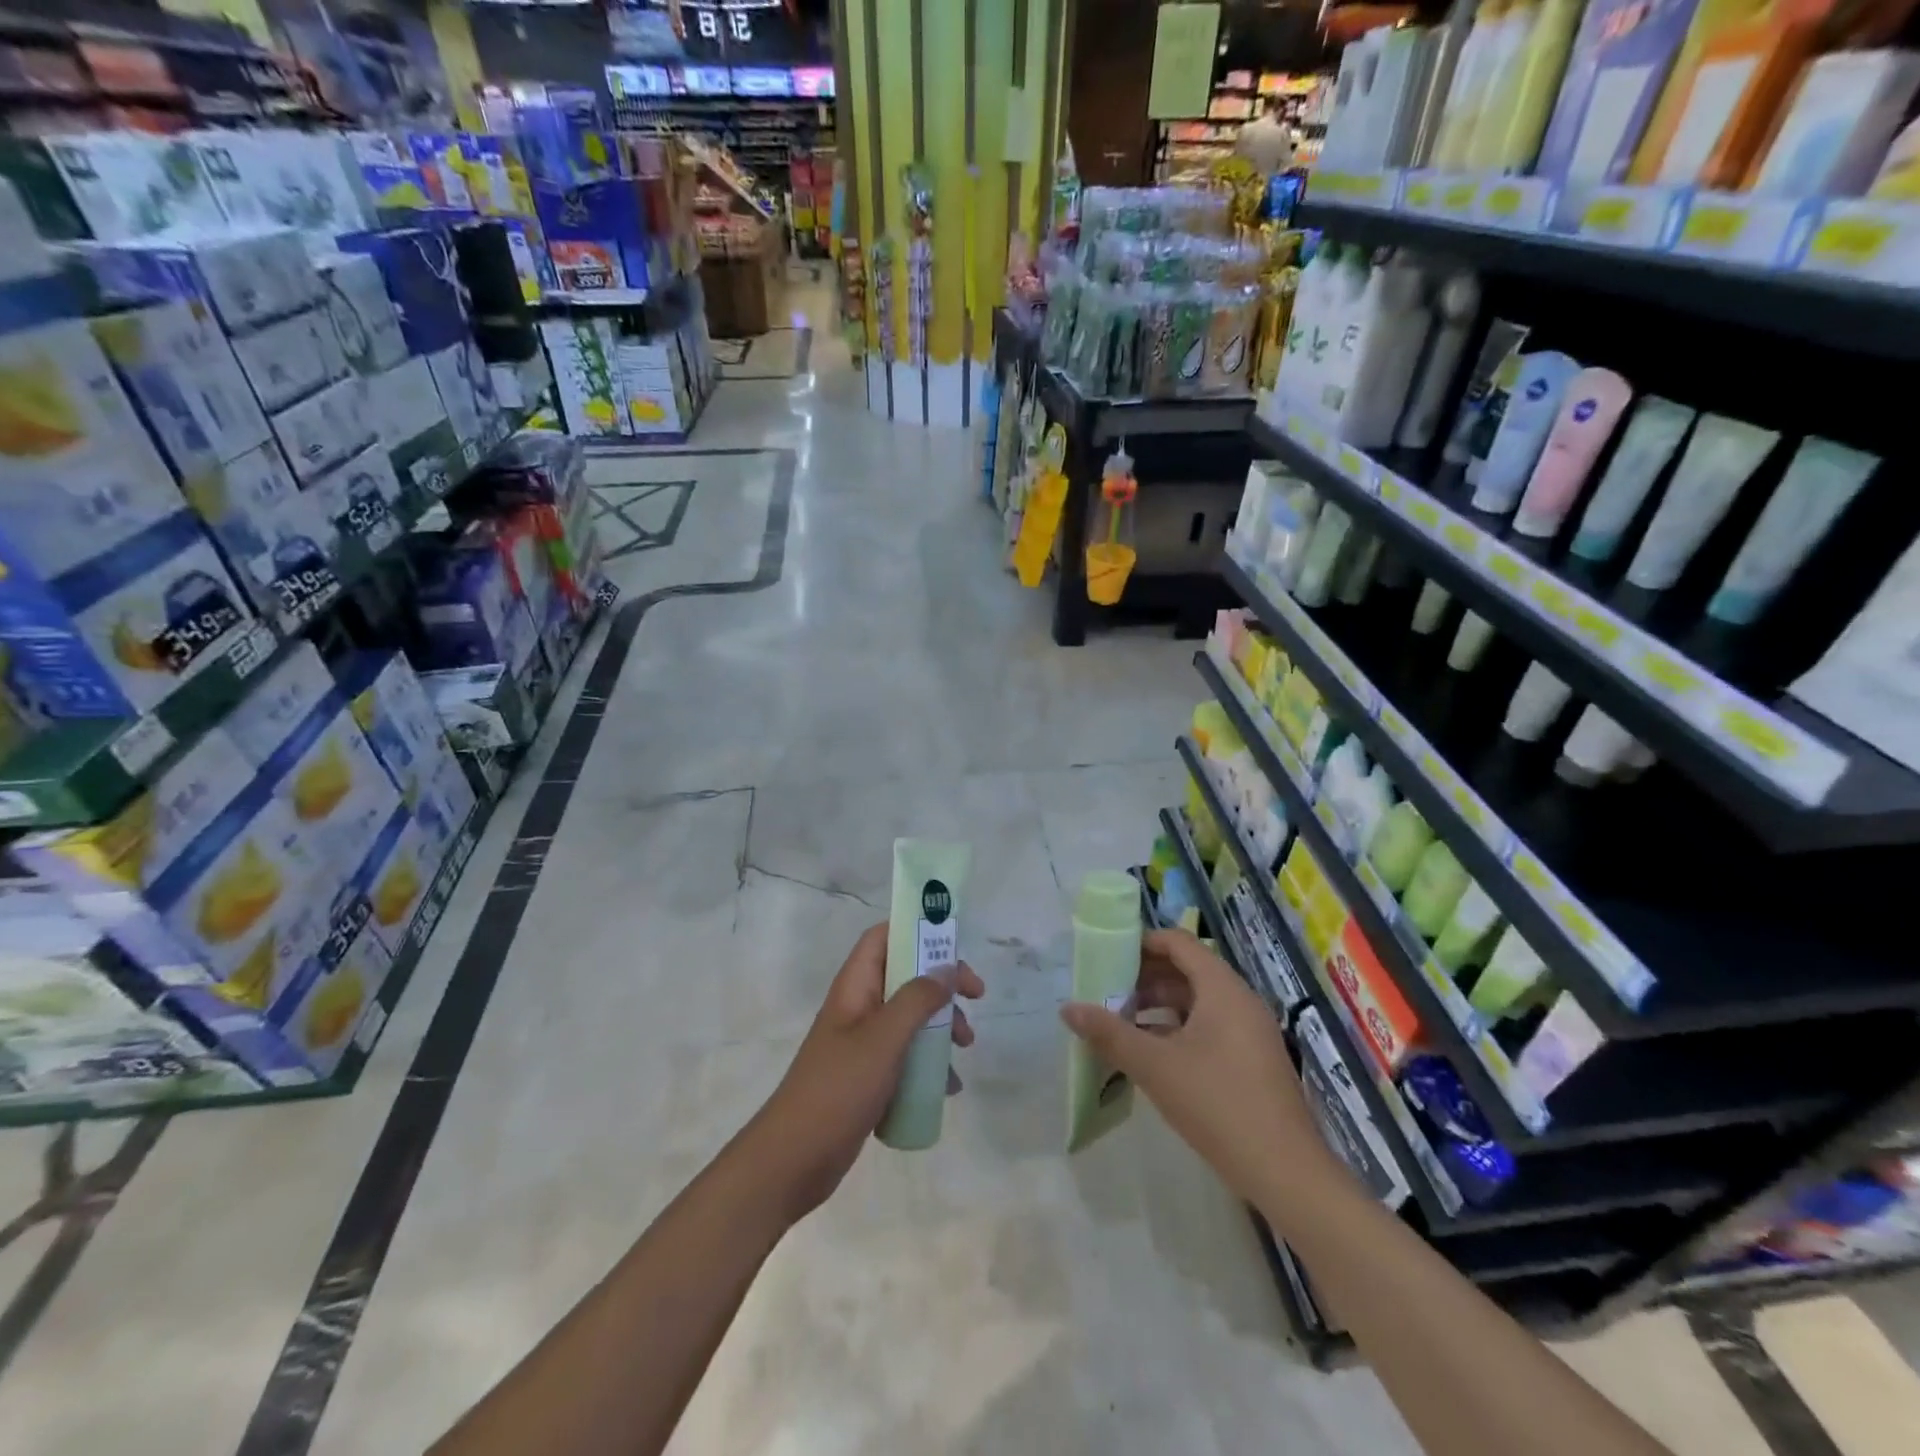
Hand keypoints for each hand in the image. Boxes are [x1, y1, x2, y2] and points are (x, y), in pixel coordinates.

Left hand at [745, 924, 983, 1223]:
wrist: (794, 1159)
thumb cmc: (838, 1088)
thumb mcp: (884, 1038)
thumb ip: (917, 999)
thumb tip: (946, 968)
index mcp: (855, 987)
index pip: (883, 938)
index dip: (917, 931)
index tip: (955, 945)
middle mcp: (859, 1008)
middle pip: (905, 976)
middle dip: (942, 984)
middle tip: (975, 997)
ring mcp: (862, 1044)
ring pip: (910, 1019)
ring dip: (941, 1026)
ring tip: (965, 1048)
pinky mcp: (868, 1077)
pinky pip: (906, 1057)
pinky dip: (930, 1065)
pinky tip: (947, 1088)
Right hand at [1060, 927, 1332, 1207]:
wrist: (1285, 1172)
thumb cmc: (1218, 1104)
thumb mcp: (1155, 1066)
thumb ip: (1109, 1034)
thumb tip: (1067, 1008)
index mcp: (1222, 988)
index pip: (1179, 943)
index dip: (1142, 943)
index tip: (1108, 955)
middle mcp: (1239, 1000)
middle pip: (1187, 970)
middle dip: (1144, 978)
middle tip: (1106, 991)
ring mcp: (1249, 1031)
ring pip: (1197, 1001)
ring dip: (1158, 1005)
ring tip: (1120, 1022)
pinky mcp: (1251, 1059)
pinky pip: (1209, 1026)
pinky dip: (1177, 1028)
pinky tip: (1150, 1053)